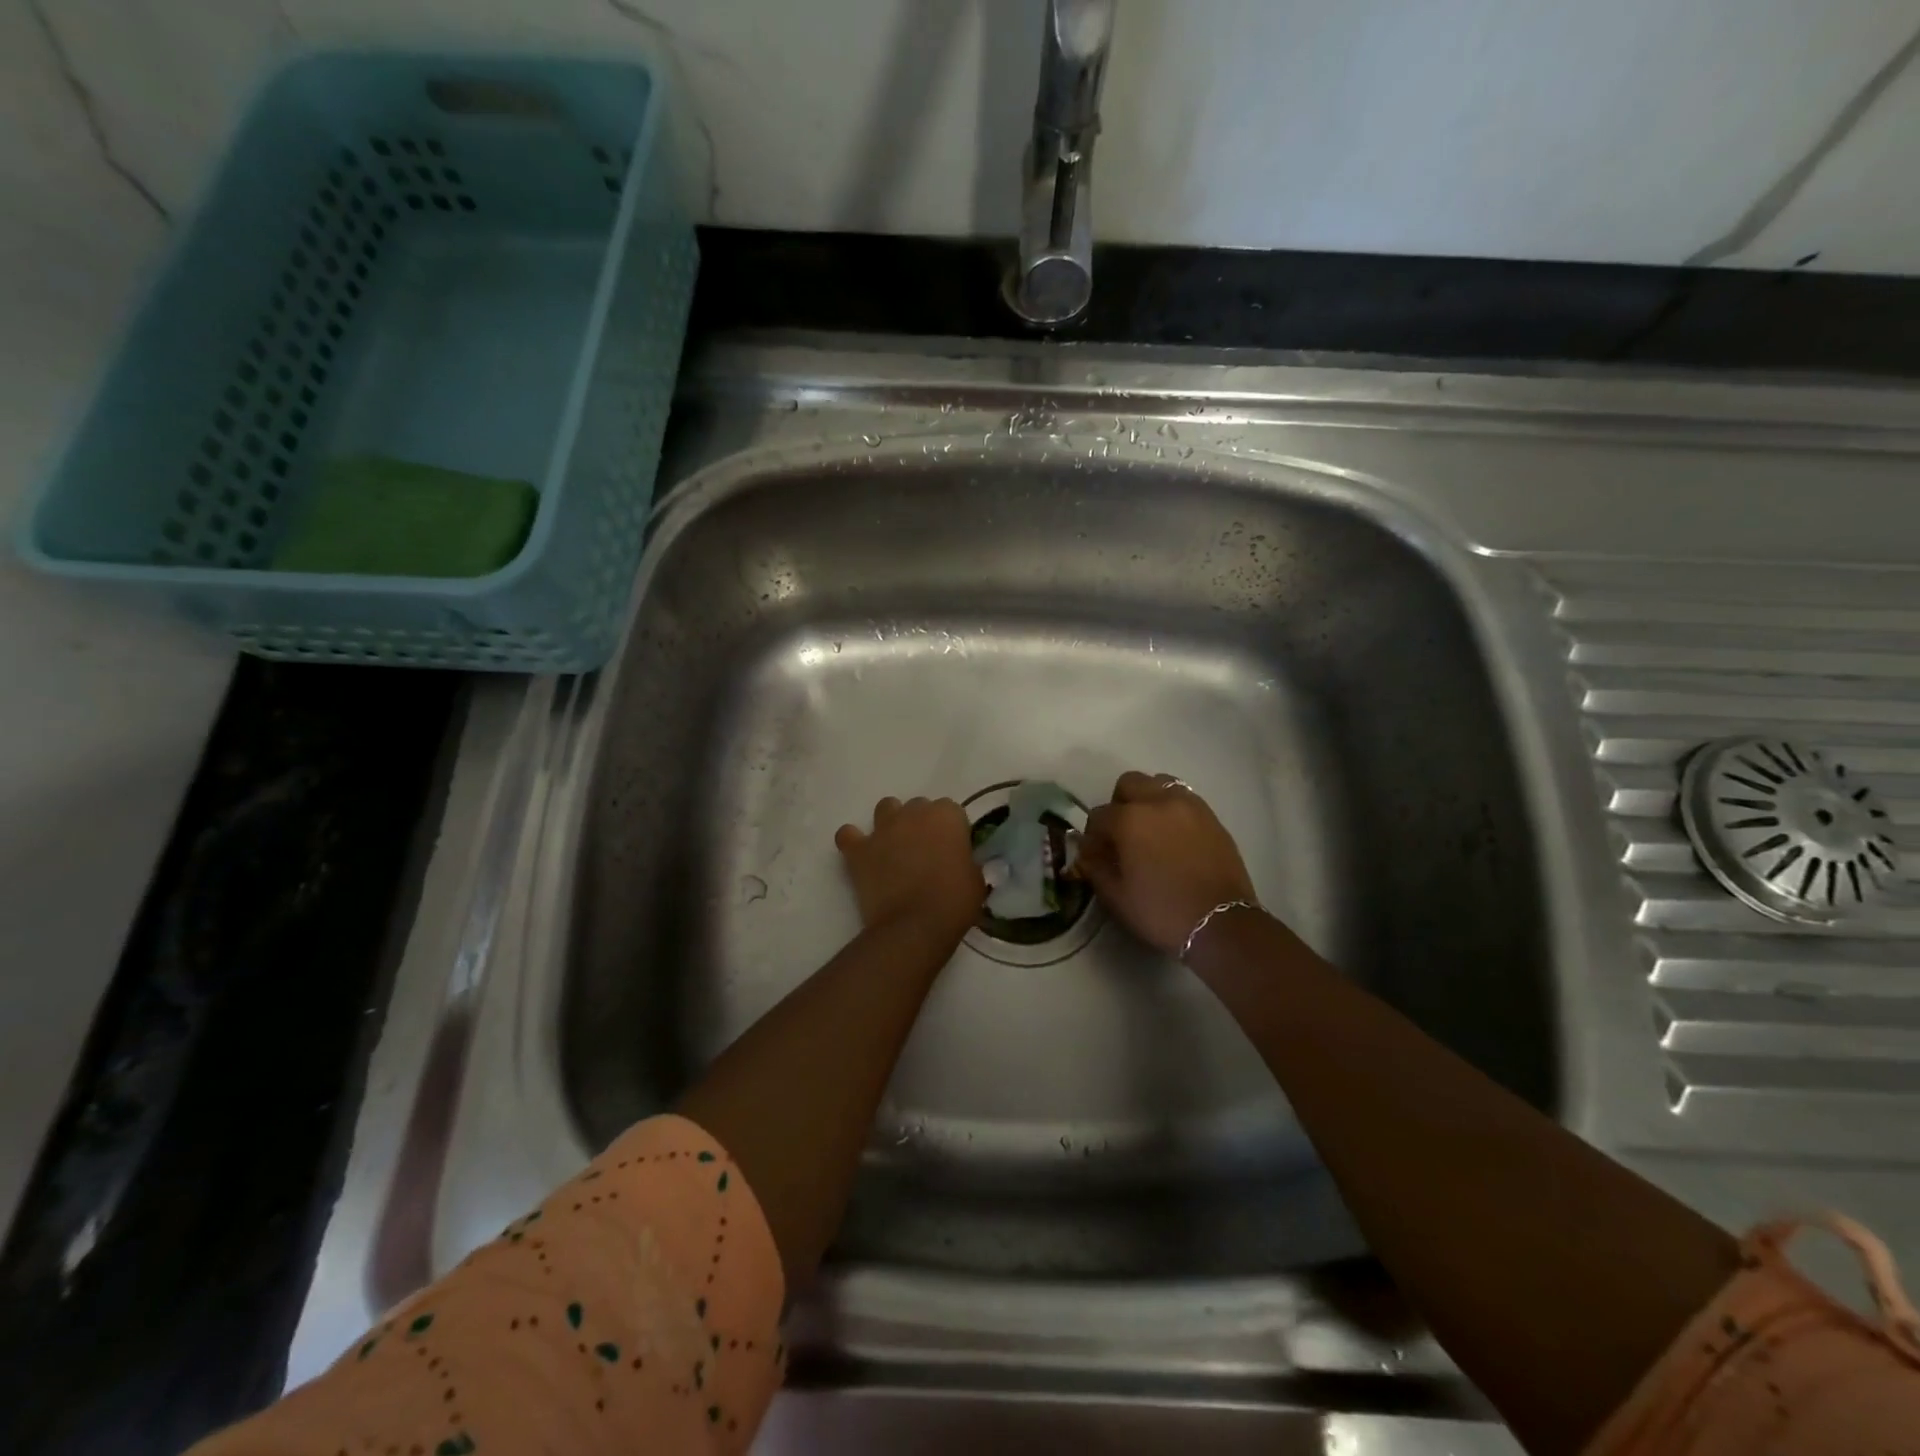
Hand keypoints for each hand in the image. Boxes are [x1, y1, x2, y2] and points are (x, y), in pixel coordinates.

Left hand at [835, 796, 983, 941]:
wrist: (915, 926)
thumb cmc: (954, 903)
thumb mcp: (976, 878)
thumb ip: (966, 859)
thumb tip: (958, 860)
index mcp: (946, 816)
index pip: (951, 811)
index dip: (951, 830)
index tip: (953, 850)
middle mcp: (913, 813)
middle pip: (918, 806)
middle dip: (922, 824)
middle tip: (925, 853)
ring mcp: (883, 829)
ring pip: (886, 808)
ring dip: (891, 823)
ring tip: (895, 848)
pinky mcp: (859, 849)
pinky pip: (848, 835)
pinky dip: (853, 841)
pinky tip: (861, 854)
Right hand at [1075, 772, 1258, 955]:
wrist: (1221, 923)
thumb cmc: (1162, 911)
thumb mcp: (1116, 897)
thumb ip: (1095, 868)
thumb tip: (1088, 855)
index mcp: (1129, 820)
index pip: (1098, 815)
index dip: (1092, 837)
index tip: (1096, 856)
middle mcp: (1158, 802)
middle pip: (1129, 784)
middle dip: (1119, 805)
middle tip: (1122, 834)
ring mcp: (1189, 805)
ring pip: (1159, 783)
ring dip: (1148, 800)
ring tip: (1151, 830)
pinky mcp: (1211, 816)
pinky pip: (1184, 799)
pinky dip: (1172, 809)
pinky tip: (1174, 837)